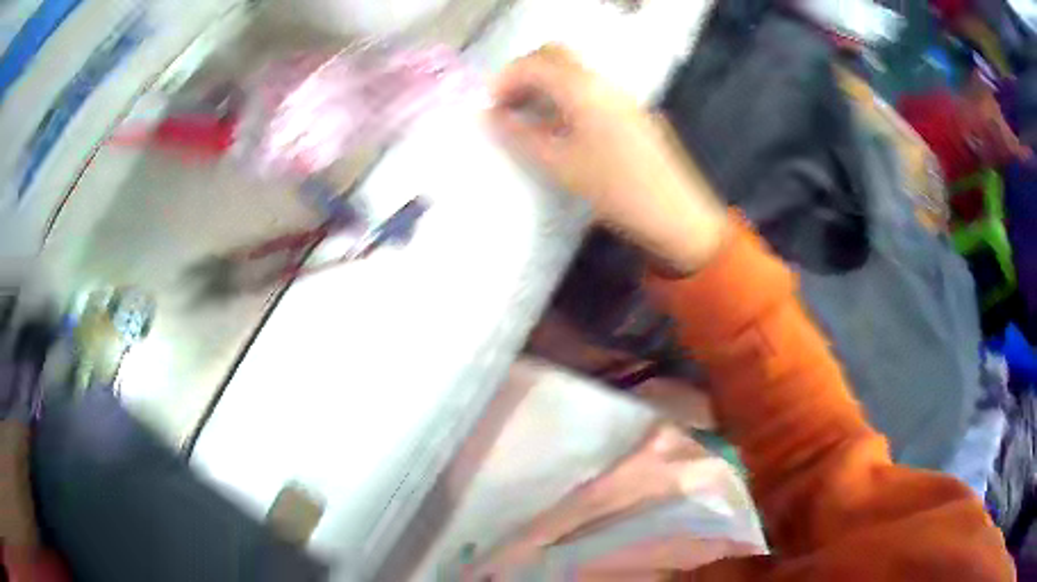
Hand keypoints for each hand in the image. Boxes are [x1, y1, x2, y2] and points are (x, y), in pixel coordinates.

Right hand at [490, 45, 727, 274]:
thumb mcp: (560, 165)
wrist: (676, 213)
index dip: (505, 79)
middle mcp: (603, 83)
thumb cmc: (616, 190)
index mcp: (584, 90)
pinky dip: (564, 96)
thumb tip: (492, 116)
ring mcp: (620, 96)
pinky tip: (557, 126)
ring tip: (525, 117)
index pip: (535, 63)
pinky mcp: (629, 112)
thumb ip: (521, 136)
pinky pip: (588, 90)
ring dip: (544, 84)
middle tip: (506, 104)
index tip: (489, 106)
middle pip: (555, 57)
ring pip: (573, 73)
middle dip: (525, 73)